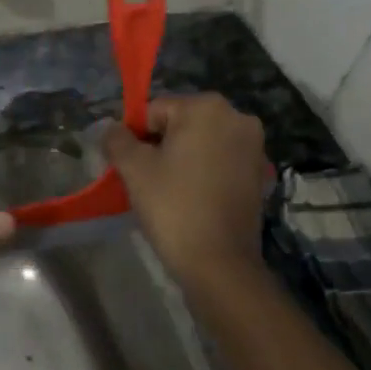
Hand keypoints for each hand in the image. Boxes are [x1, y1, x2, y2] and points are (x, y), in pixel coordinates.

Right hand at [102, 94, 266, 284]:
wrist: (219, 263)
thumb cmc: (174, 207)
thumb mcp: (134, 169)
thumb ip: (117, 139)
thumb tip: (112, 128)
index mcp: (207, 107)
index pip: (155, 110)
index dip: (137, 137)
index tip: (131, 168)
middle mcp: (237, 117)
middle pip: (181, 124)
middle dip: (161, 146)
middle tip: (148, 181)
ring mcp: (254, 146)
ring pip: (202, 144)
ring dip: (183, 160)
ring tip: (169, 192)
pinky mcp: (259, 173)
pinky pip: (220, 163)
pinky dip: (204, 173)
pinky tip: (193, 199)